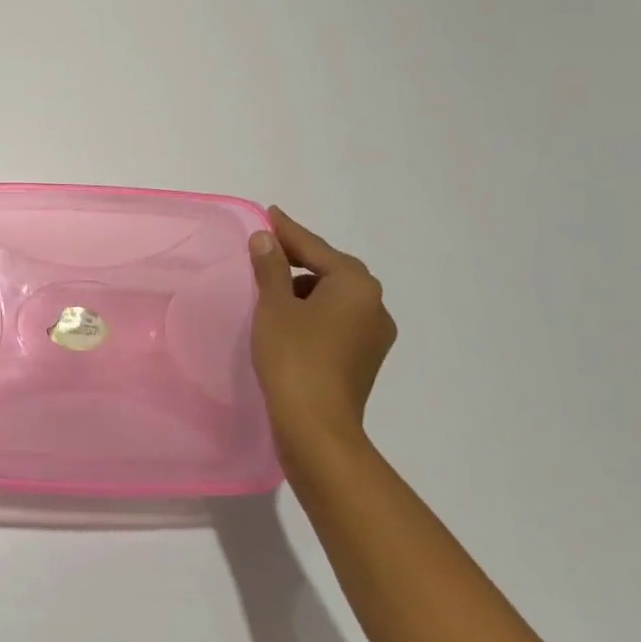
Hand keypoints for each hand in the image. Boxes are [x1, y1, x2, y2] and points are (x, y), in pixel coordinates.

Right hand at [248, 207, 396, 457]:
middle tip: (267, 247)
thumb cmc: (294, 357)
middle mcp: (374, 305)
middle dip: (299, 258)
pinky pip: (337, 319)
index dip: (288, 231)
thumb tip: (266, 238)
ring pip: (334, 297)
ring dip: (305, 286)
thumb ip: (271, 266)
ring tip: (272, 285)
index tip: (269, 214)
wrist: (316, 428)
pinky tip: (289, 317)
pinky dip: (314, 311)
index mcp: (356, 285)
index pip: (315, 248)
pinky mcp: (365, 359)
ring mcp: (374, 335)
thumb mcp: (274, 305)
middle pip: (330, 270)